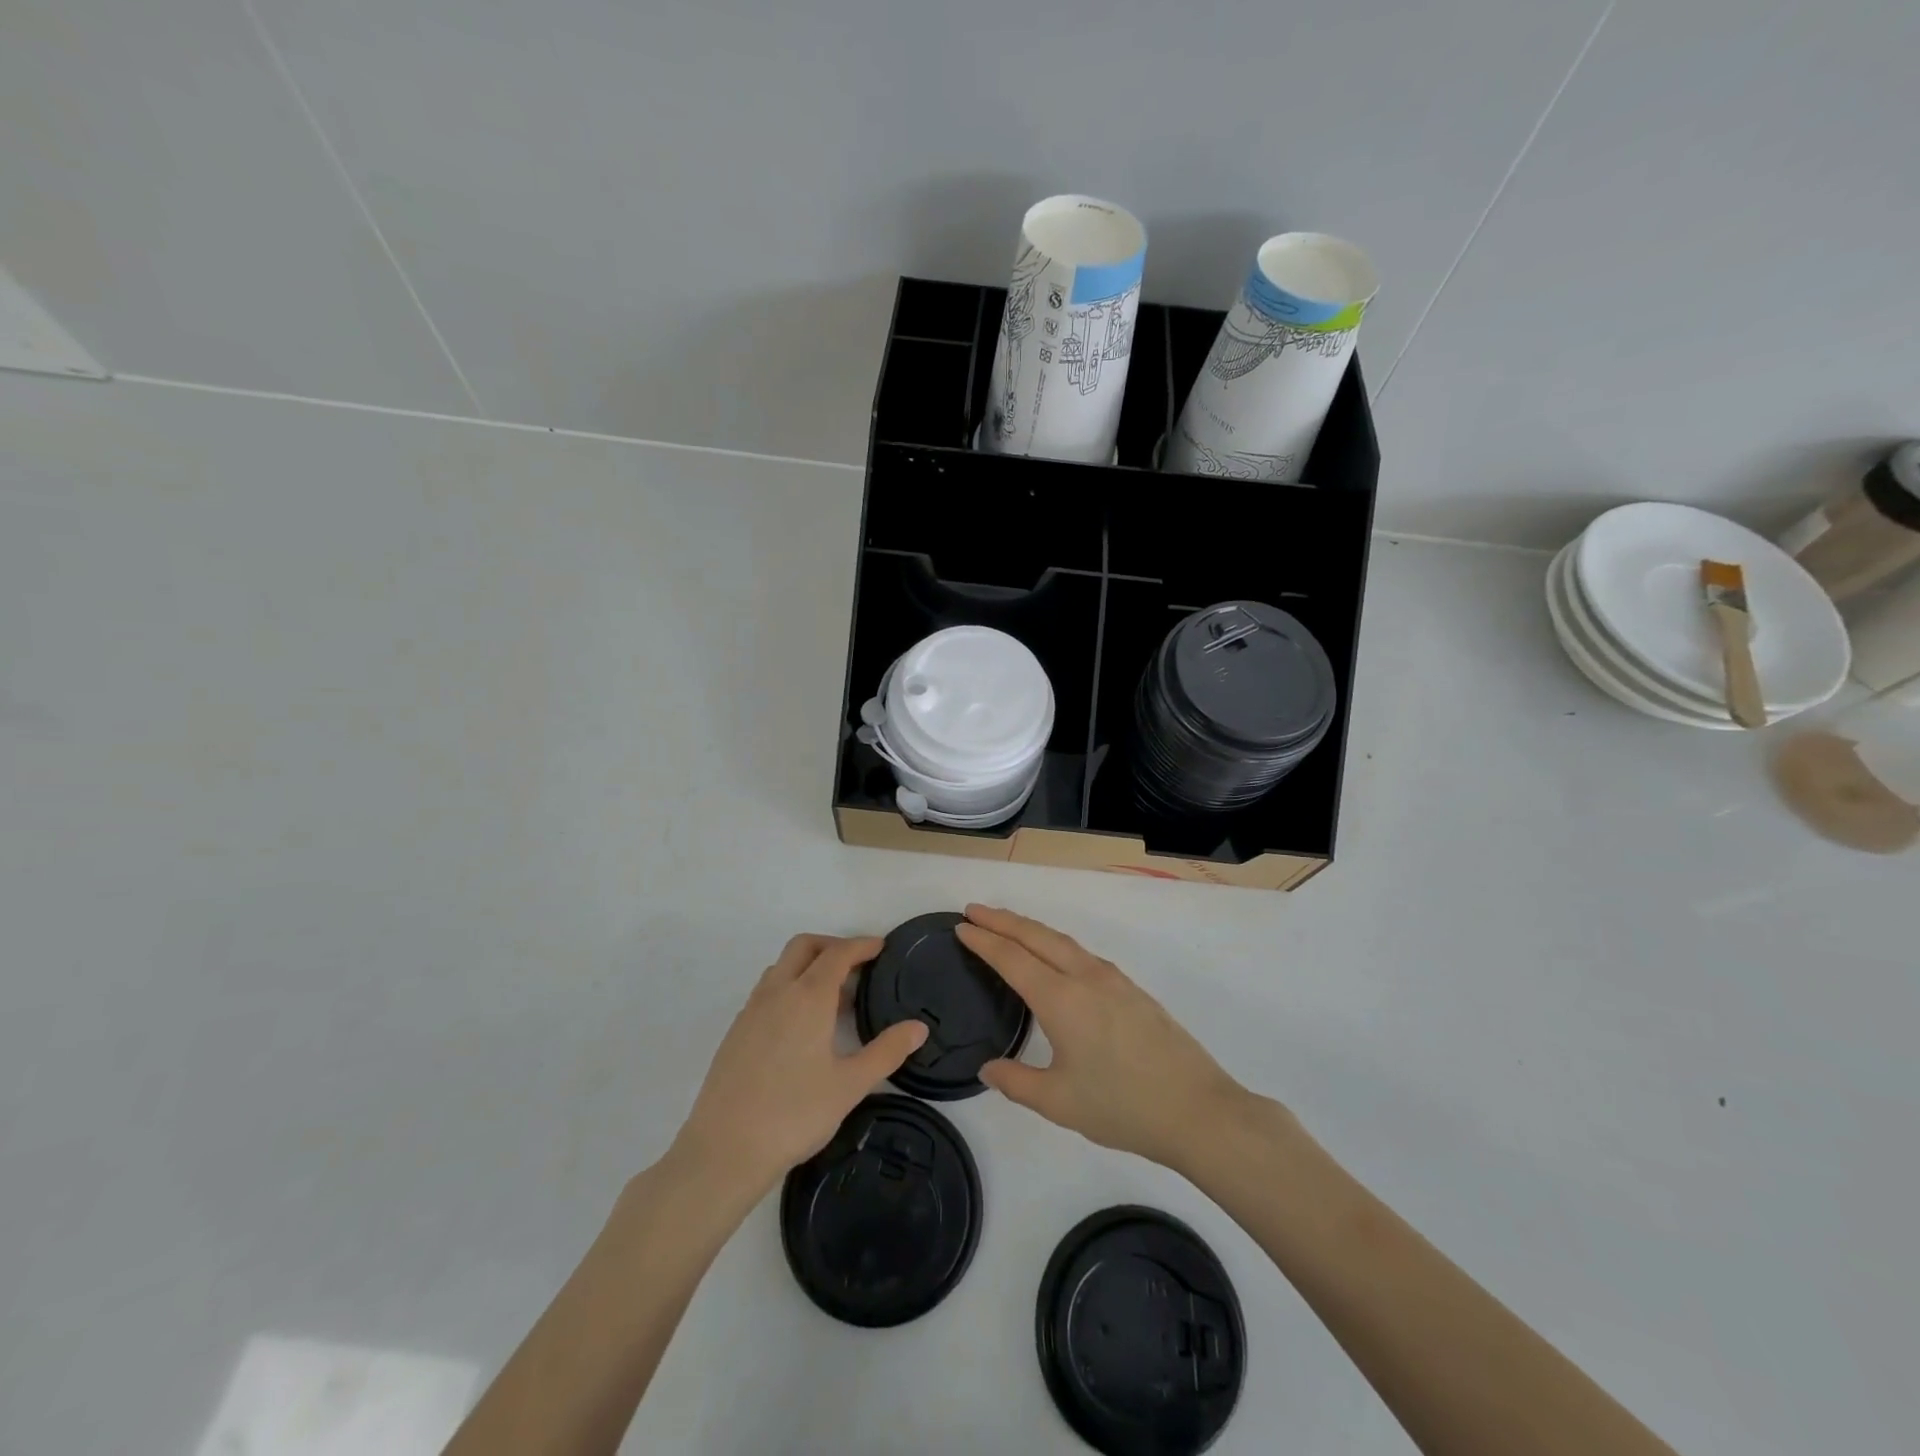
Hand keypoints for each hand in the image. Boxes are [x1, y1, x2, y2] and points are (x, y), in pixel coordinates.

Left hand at [671, 935, 926, 1199]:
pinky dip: (789, 988)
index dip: (861, 945)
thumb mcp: (850, 1085)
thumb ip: (886, 1052)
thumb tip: (919, 1027)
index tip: (881, 947)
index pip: (838, 953)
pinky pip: (767, 991)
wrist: (723, 1150)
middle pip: (804, 947)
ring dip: (808, 966)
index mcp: (808, 997)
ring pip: (782, 967)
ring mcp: (751, 1010)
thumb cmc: (794, 1114)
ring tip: (832, 997)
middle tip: (857, 965)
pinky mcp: (736, 1031)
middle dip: (832, 945)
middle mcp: (777, 993)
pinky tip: (800, 1026)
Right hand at [958, 905, 1249, 1172]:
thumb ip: (1017, 1082)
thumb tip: (987, 1068)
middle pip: (1037, 936)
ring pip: (1063, 941)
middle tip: (974, 910)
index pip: (1012, 959)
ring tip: (1007, 927)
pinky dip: (1056, 944)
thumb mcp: (1059, 1102)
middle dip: (1003, 920)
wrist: (1197, 1110)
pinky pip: (1083, 953)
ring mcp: (1113, 980)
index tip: (961, 926)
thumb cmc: (1123, 1107)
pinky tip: (1055, 958)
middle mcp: (1086, 977)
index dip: (984, 941)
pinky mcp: (1132, 990)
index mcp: (1062, 999)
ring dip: (1031, 929)